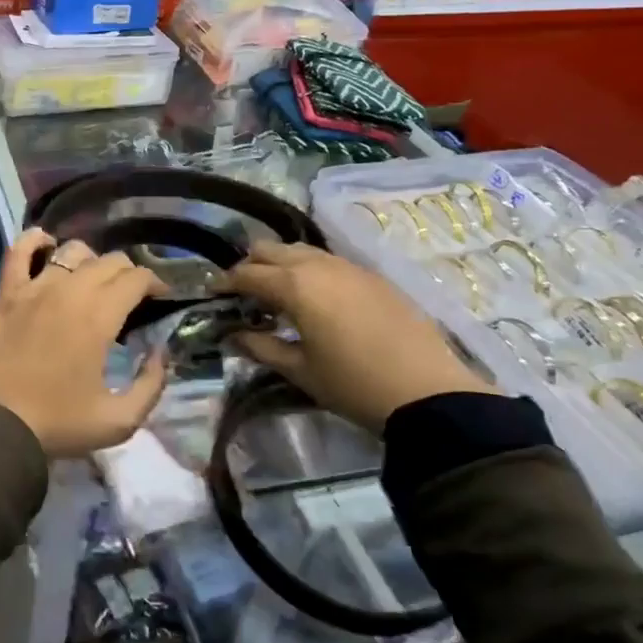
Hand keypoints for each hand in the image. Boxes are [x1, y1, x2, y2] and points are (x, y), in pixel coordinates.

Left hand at [0, 230, 170, 458]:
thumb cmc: (58, 424)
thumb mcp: (120, 420)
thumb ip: (151, 384)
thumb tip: (159, 353)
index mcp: (99, 317)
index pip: (136, 278)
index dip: (155, 283)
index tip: (159, 298)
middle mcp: (69, 291)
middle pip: (109, 261)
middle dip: (128, 273)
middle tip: (130, 297)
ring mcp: (34, 288)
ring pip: (72, 251)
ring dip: (91, 260)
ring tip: (93, 281)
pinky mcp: (7, 294)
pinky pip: (18, 251)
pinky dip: (34, 241)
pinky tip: (46, 244)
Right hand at [219, 242, 495, 431]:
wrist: (428, 392)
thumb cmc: (353, 384)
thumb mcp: (300, 371)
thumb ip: (261, 347)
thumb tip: (233, 335)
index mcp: (295, 286)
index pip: (247, 273)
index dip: (225, 282)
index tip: (214, 293)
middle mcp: (319, 266)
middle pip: (272, 250)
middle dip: (251, 264)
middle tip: (242, 291)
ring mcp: (349, 267)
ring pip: (302, 250)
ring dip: (281, 264)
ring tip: (277, 292)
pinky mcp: (373, 276)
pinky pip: (329, 261)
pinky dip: (310, 270)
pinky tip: (314, 297)